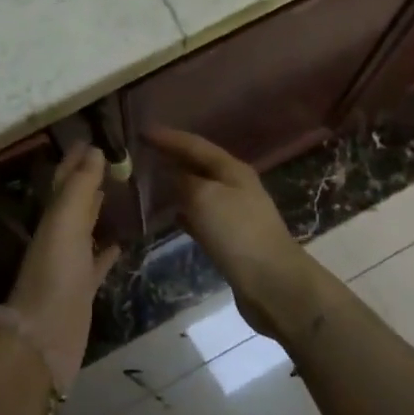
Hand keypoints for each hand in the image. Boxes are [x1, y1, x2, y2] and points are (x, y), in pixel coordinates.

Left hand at [5, 144, 120, 380]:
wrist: (43, 338)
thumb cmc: (55, 275)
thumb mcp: (65, 223)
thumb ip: (80, 188)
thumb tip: (94, 150)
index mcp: (53, 218)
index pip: (65, 180)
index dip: (76, 159)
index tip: (95, 137)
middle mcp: (59, 237)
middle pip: (75, 200)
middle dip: (88, 178)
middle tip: (112, 158)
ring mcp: (70, 264)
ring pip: (85, 228)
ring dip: (97, 210)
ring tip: (117, 191)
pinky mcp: (82, 289)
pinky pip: (97, 262)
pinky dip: (107, 250)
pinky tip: (120, 243)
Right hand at [145, 128, 333, 341]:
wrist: (272, 283)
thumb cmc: (238, 232)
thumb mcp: (204, 197)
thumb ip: (184, 181)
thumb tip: (170, 175)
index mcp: (231, 169)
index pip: (194, 144)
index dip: (168, 137)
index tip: (141, 131)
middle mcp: (234, 185)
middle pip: (198, 164)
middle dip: (172, 157)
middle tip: (142, 152)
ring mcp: (234, 213)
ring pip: (198, 190)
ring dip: (176, 184)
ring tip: (149, 181)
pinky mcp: (230, 239)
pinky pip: (200, 216)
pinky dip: (183, 210)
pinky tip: (169, 215)